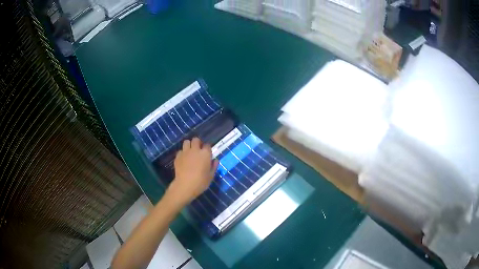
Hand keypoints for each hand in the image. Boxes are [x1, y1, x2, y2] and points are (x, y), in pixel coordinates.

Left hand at [167, 138, 218, 205]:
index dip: (207, 149)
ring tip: (190, 152)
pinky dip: (182, 153)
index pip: (207, 145)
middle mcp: (195, 150)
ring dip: (189, 145)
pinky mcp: (178, 156)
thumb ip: (214, 166)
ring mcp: (185, 152)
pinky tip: (184, 159)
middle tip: (198, 150)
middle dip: (198, 143)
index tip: (207, 154)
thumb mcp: (211, 176)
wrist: (185, 185)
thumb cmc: (201, 182)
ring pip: (186, 142)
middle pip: (196, 140)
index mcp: (205, 154)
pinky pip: (180, 151)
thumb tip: (215, 160)